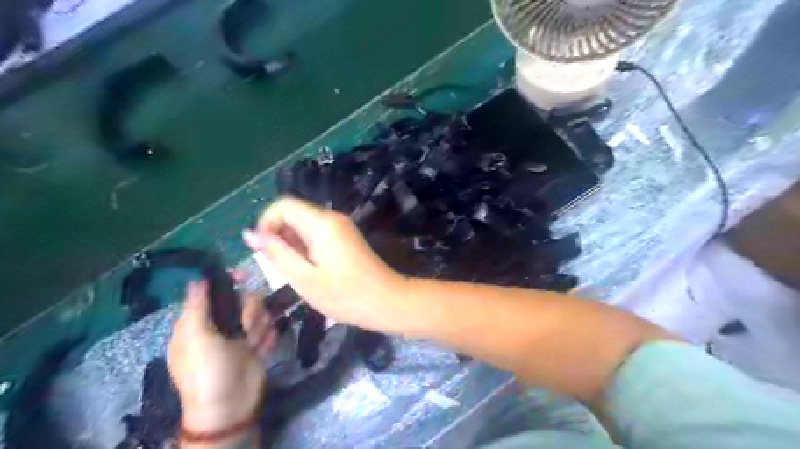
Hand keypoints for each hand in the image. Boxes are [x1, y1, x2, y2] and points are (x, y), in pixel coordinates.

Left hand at [166, 282, 274, 435]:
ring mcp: (240, 335)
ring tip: (254, 342)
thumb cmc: (207, 371)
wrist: (231, 406)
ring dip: (259, 325)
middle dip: (250, 309)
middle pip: (242, 299)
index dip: (226, 282)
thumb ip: (198, 307)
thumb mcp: (196, 338)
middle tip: (248, 324)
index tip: (242, 276)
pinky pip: (269, 328)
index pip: (212, 293)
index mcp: (199, 324)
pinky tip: (261, 349)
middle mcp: (220, 326)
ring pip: (259, 312)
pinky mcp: (257, 344)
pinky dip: (267, 337)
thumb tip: (198, 279)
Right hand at [244, 197, 412, 332]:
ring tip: (299, 273)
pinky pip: (318, 234)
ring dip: (293, 245)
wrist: (388, 302)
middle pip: (294, 214)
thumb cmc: (345, 296)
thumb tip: (250, 234)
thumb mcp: (304, 279)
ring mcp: (342, 227)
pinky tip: (313, 271)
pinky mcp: (346, 238)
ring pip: (304, 226)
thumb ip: (277, 253)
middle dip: (280, 237)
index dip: (266, 223)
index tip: (265, 251)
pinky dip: (307, 248)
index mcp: (322, 224)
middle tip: (284, 269)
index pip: (283, 205)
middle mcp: (333, 218)